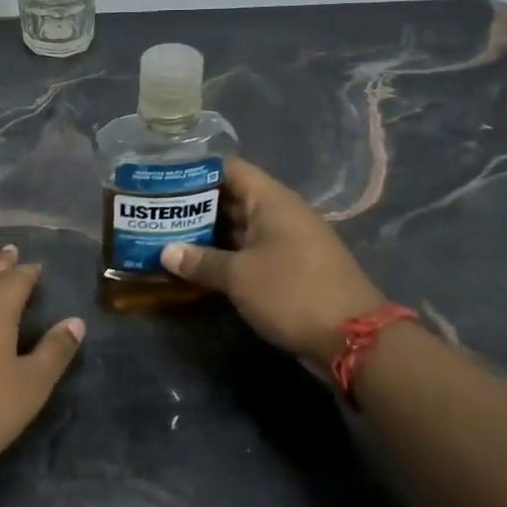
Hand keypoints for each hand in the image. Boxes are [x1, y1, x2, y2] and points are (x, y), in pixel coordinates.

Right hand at [161, 156, 385, 370]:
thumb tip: (165, 253)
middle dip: (193, 205)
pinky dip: (224, 255)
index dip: (194, 169)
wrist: (352, 337)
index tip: (160, 177)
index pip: (228, 168)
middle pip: (231, 197)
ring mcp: (286, 241)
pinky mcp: (288, 267)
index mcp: (271, 200)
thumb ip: (201, 261)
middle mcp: (279, 213)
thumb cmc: (292, 292)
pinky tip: (195, 265)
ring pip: (239, 227)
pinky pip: (249, 251)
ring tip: (165, 236)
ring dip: (206, 233)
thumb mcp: (239, 276)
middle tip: (154, 211)